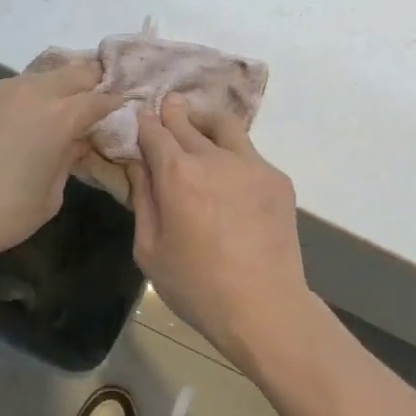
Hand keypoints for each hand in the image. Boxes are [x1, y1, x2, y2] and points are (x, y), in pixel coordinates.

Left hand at [0, 63, 123, 270]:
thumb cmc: (0, 214)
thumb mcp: (49, 198)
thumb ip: (68, 161)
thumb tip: (76, 142)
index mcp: (59, 117)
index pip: (99, 99)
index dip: (113, 103)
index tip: (120, 109)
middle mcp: (31, 93)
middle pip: (73, 72)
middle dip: (90, 83)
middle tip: (95, 98)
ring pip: (39, 75)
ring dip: (55, 86)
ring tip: (57, 105)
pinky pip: (8, 88)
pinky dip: (22, 97)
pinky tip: (17, 118)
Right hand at [129, 95, 313, 367]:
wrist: (264, 306)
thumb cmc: (196, 286)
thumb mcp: (149, 249)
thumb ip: (142, 199)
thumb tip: (138, 165)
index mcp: (177, 173)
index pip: (155, 131)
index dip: (144, 123)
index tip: (140, 119)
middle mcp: (213, 157)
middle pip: (187, 120)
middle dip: (172, 113)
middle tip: (166, 109)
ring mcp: (251, 164)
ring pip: (224, 124)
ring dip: (205, 120)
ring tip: (198, 127)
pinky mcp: (277, 178)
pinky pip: (249, 152)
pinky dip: (233, 151)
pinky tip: (229, 173)